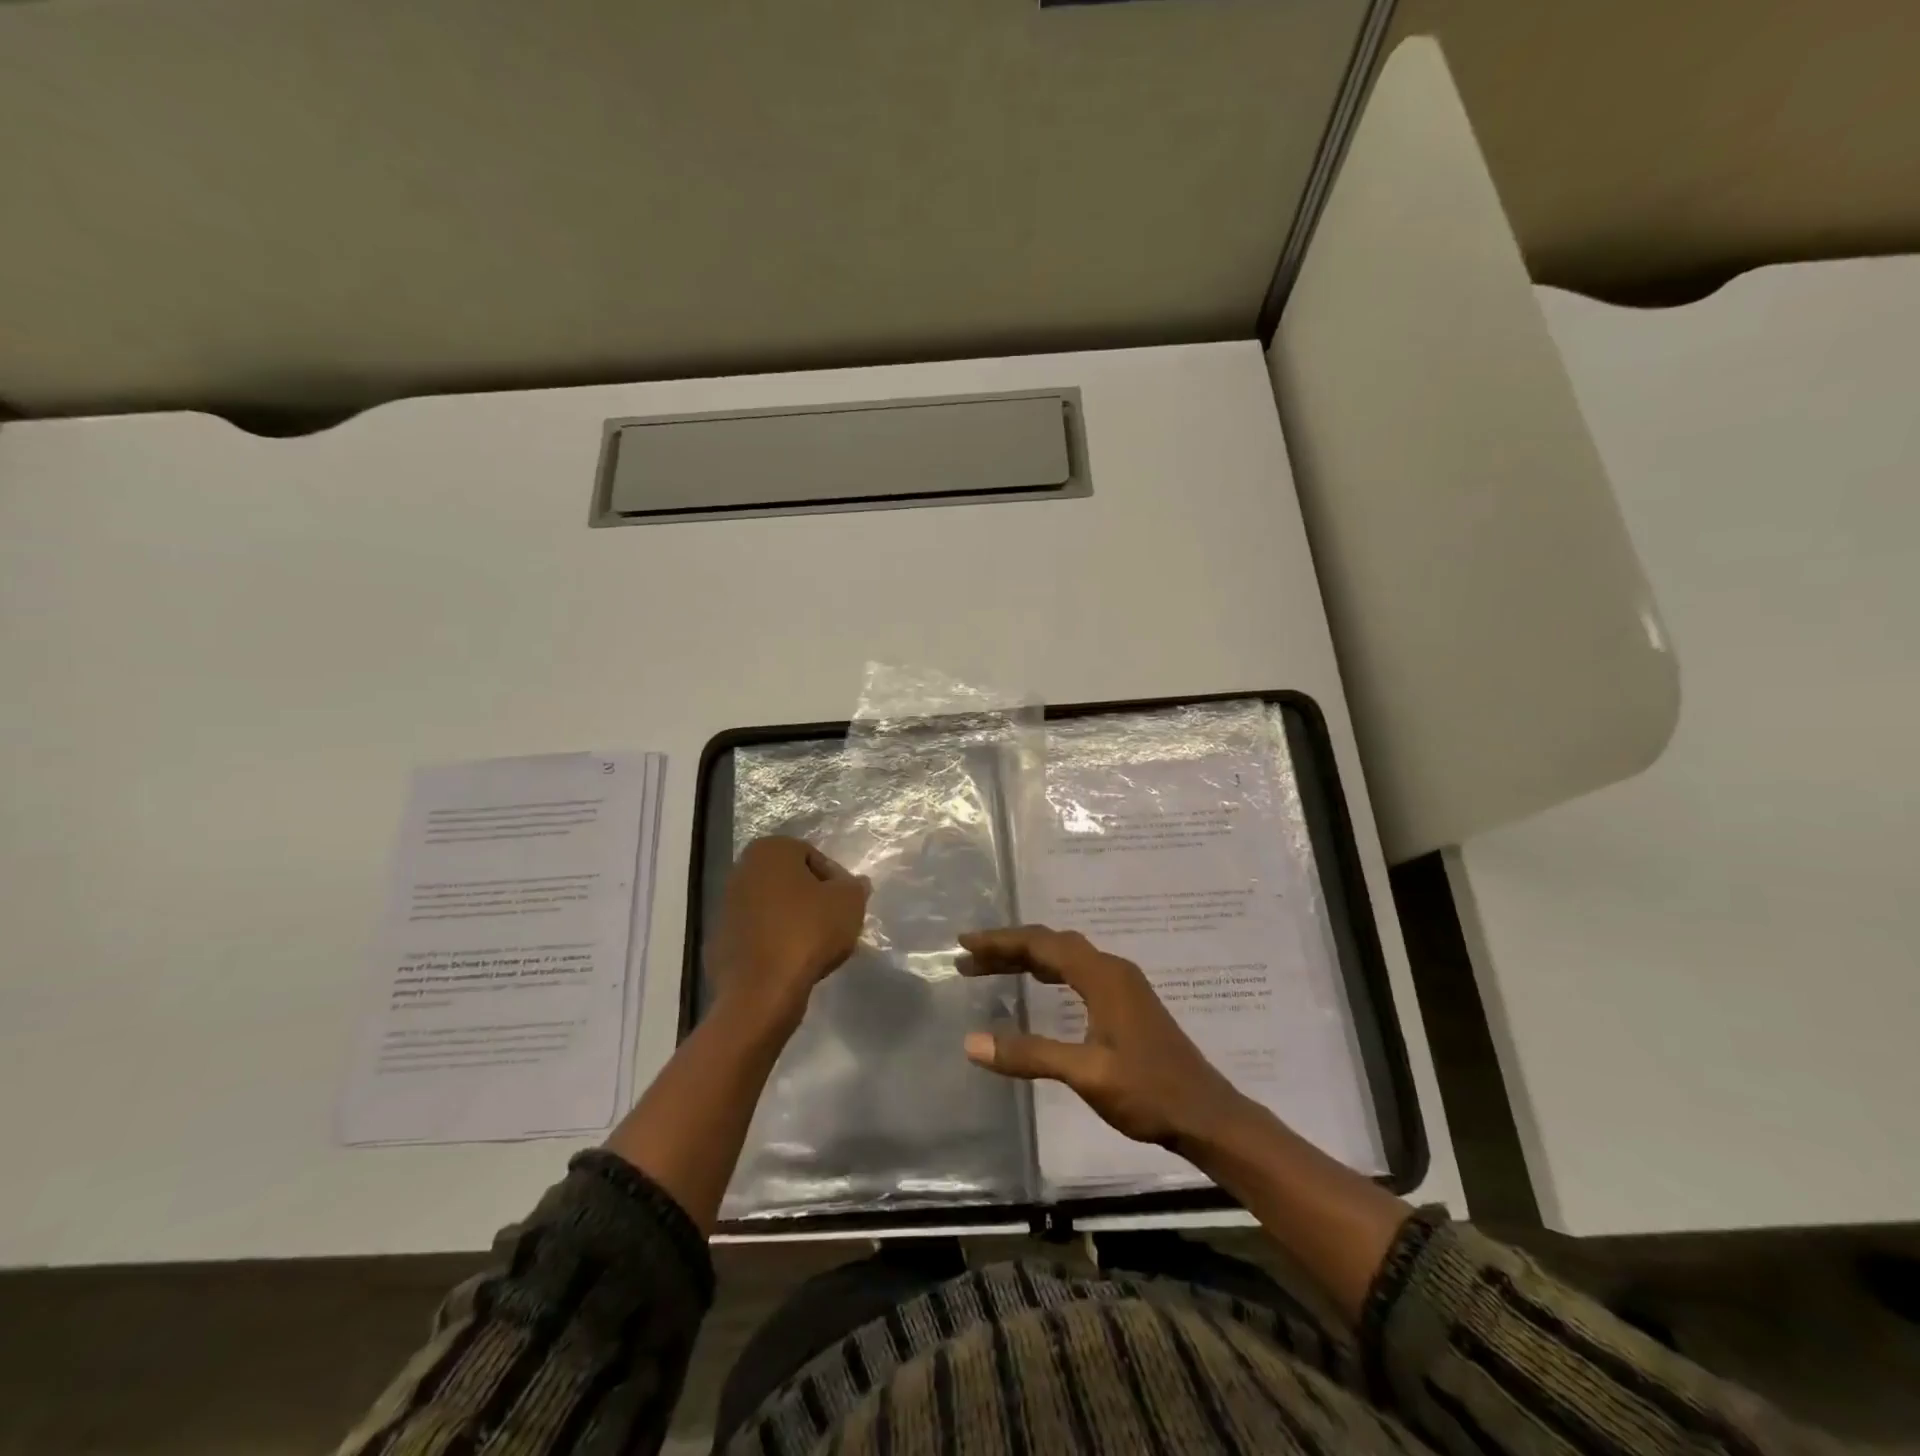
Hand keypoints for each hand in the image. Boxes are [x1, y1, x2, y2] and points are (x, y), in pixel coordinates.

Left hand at [706, 836, 869, 1030]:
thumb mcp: (849, 902)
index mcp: (769, 850)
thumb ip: (855, 886)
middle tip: (834, 924)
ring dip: (794, 922)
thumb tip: (854, 884)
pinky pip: (759, 934)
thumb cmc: (807, 932)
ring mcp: (726, 907)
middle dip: (813, 900)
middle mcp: (742, 870)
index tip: (846, 905)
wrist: (761, 991)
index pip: (814, 857)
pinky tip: (792, 962)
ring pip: (774, 908)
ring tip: (816, 947)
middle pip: (791, 881)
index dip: (836, 881)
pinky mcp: (720, 941)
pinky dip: (775, 943)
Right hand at [958, 925, 1246, 1151]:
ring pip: (1066, 956)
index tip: (964, 943)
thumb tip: (971, 1043)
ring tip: (991, 967)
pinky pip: (1078, 971)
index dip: (1000, 941)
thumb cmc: (1148, 1092)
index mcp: (1102, 976)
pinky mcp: (1127, 1002)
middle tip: (969, 957)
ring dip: (1028, 958)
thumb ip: (1030, 1054)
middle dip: (1009, 947)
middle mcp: (1112, 969)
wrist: (1207, 1115)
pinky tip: (1037, 985)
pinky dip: (1048, 970)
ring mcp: (1122, 985)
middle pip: (1052, 944)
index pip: (1042, 945)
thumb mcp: (1086, 1074)